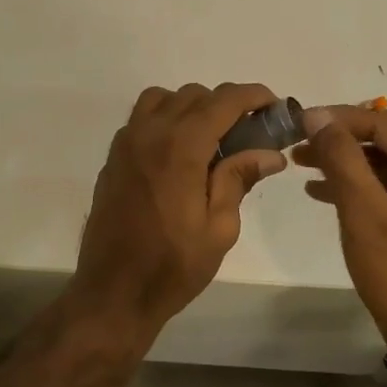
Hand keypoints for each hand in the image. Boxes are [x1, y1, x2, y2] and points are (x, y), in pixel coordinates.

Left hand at [69, 83, 288, 334]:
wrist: (114, 292)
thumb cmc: (173, 266)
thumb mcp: (219, 228)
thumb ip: (239, 179)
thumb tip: (270, 153)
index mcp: (181, 147)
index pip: (223, 101)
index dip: (253, 96)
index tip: (273, 106)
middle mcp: (150, 133)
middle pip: (193, 95)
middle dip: (225, 104)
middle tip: (248, 133)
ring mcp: (126, 143)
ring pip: (163, 99)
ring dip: (191, 107)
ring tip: (210, 138)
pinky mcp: (113, 158)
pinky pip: (141, 119)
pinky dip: (165, 119)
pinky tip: (179, 153)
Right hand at [293, 102, 386, 343]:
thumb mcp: (363, 210)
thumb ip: (341, 156)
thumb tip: (316, 114)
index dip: (340, 119)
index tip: (300, 120)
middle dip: (342, 140)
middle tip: (300, 142)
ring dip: (348, 161)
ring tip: (303, 162)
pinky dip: (363, 184)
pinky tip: (324, 189)